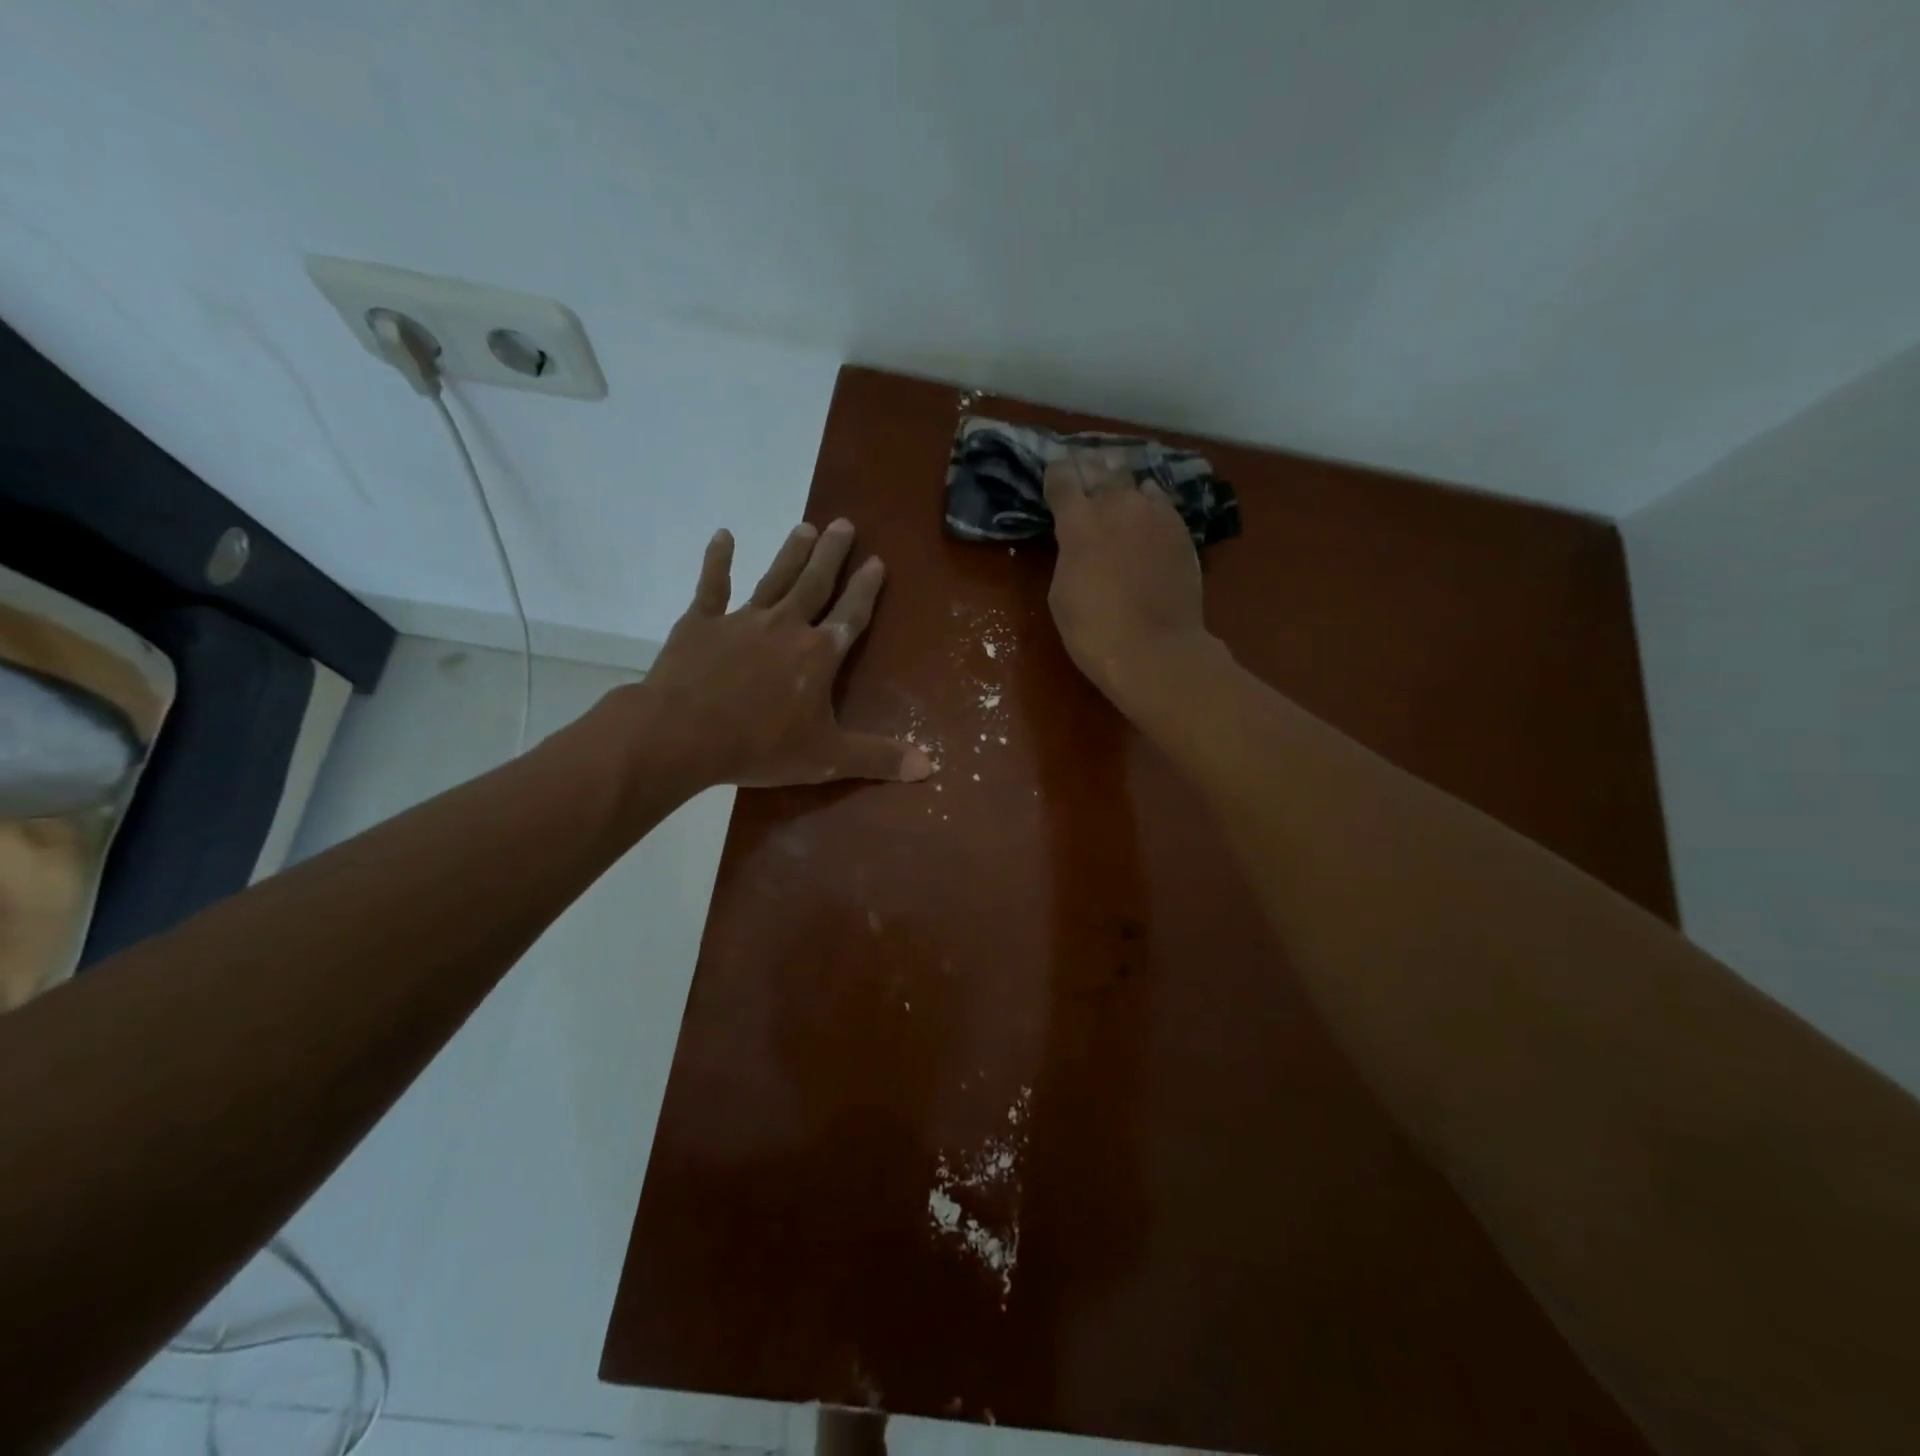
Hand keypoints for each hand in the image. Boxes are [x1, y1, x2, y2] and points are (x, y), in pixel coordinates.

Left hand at [630, 519, 932, 788]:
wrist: (681, 735)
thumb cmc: (759, 746)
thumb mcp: (827, 759)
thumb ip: (878, 758)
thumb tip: (930, 767)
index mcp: (818, 655)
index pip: (850, 615)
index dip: (866, 589)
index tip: (877, 561)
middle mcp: (785, 626)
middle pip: (815, 584)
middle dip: (832, 555)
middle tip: (843, 523)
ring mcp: (741, 620)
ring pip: (774, 579)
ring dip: (791, 553)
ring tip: (806, 526)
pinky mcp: (700, 623)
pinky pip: (711, 586)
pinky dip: (718, 561)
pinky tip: (723, 536)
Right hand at [1043, 457, 1215, 715]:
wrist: (1155, 649)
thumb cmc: (1093, 630)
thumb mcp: (1062, 591)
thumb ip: (1070, 552)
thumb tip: (1081, 538)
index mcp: (1080, 522)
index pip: (1063, 480)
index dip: (1057, 474)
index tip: (1055, 473)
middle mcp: (1118, 505)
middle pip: (1103, 469)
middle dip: (1091, 468)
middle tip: (1086, 469)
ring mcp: (1156, 514)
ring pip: (1138, 484)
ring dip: (1125, 486)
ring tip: (1121, 490)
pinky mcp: (1182, 530)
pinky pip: (1162, 505)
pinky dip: (1151, 506)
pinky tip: (1148, 516)